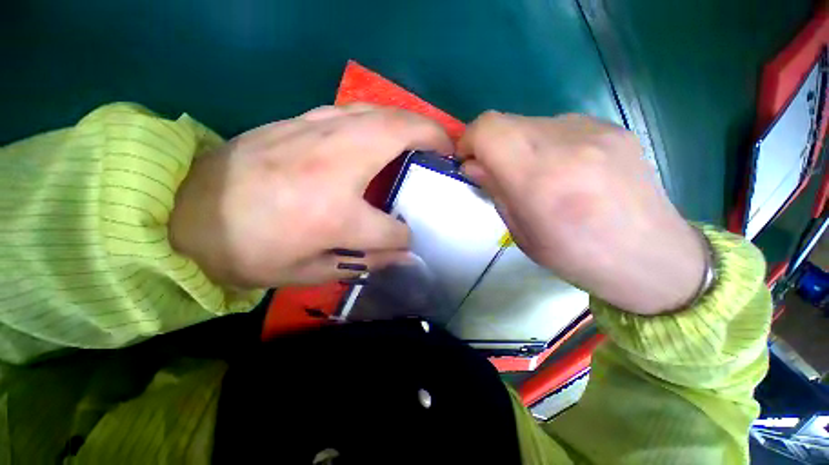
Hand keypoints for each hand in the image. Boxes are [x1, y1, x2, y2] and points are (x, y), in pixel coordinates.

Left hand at [169, 105, 451, 287]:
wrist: (185, 213)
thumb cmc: (248, 251)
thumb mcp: (309, 273)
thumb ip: (364, 262)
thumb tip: (403, 254)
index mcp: (335, 214)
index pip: (392, 228)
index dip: (404, 237)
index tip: (405, 239)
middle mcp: (334, 166)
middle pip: (399, 135)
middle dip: (432, 138)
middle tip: (448, 148)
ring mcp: (316, 133)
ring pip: (379, 112)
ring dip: (410, 120)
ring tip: (425, 135)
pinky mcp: (300, 121)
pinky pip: (353, 110)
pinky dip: (379, 117)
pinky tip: (383, 131)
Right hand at [458, 112, 704, 314]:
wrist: (652, 257)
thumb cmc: (577, 257)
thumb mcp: (522, 234)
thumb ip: (496, 192)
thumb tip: (473, 165)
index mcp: (540, 179)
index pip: (488, 129)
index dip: (469, 140)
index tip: (468, 161)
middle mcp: (568, 143)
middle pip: (506, 121)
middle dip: (490, 146)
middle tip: (497, 173)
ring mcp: (595, 130)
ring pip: (530, 123)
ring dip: (518, 146)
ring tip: (535, 175)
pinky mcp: (612, 127)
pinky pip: (558, 126)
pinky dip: (545, 144)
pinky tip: (563, 170)